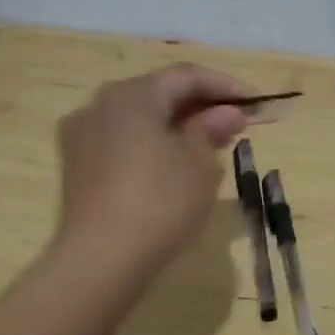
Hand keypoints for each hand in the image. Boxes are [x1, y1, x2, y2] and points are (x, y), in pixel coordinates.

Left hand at [51, 63, 251, 275]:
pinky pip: (123, 140)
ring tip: (210, 144)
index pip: (186, 76)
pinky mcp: (77, 164)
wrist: (102, 257)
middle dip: (200, 104)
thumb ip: (212, 129)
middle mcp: (101, 104)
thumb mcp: (200, 164)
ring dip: (176, 124)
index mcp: (133, 95)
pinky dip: (153, 142)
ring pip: (139, 117)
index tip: (257, 102)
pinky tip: (174, 164)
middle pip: (159, 93)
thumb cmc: (161, 202)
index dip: (226, 86)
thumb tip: (226, 113)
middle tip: (236, 123)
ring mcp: (82, 134)